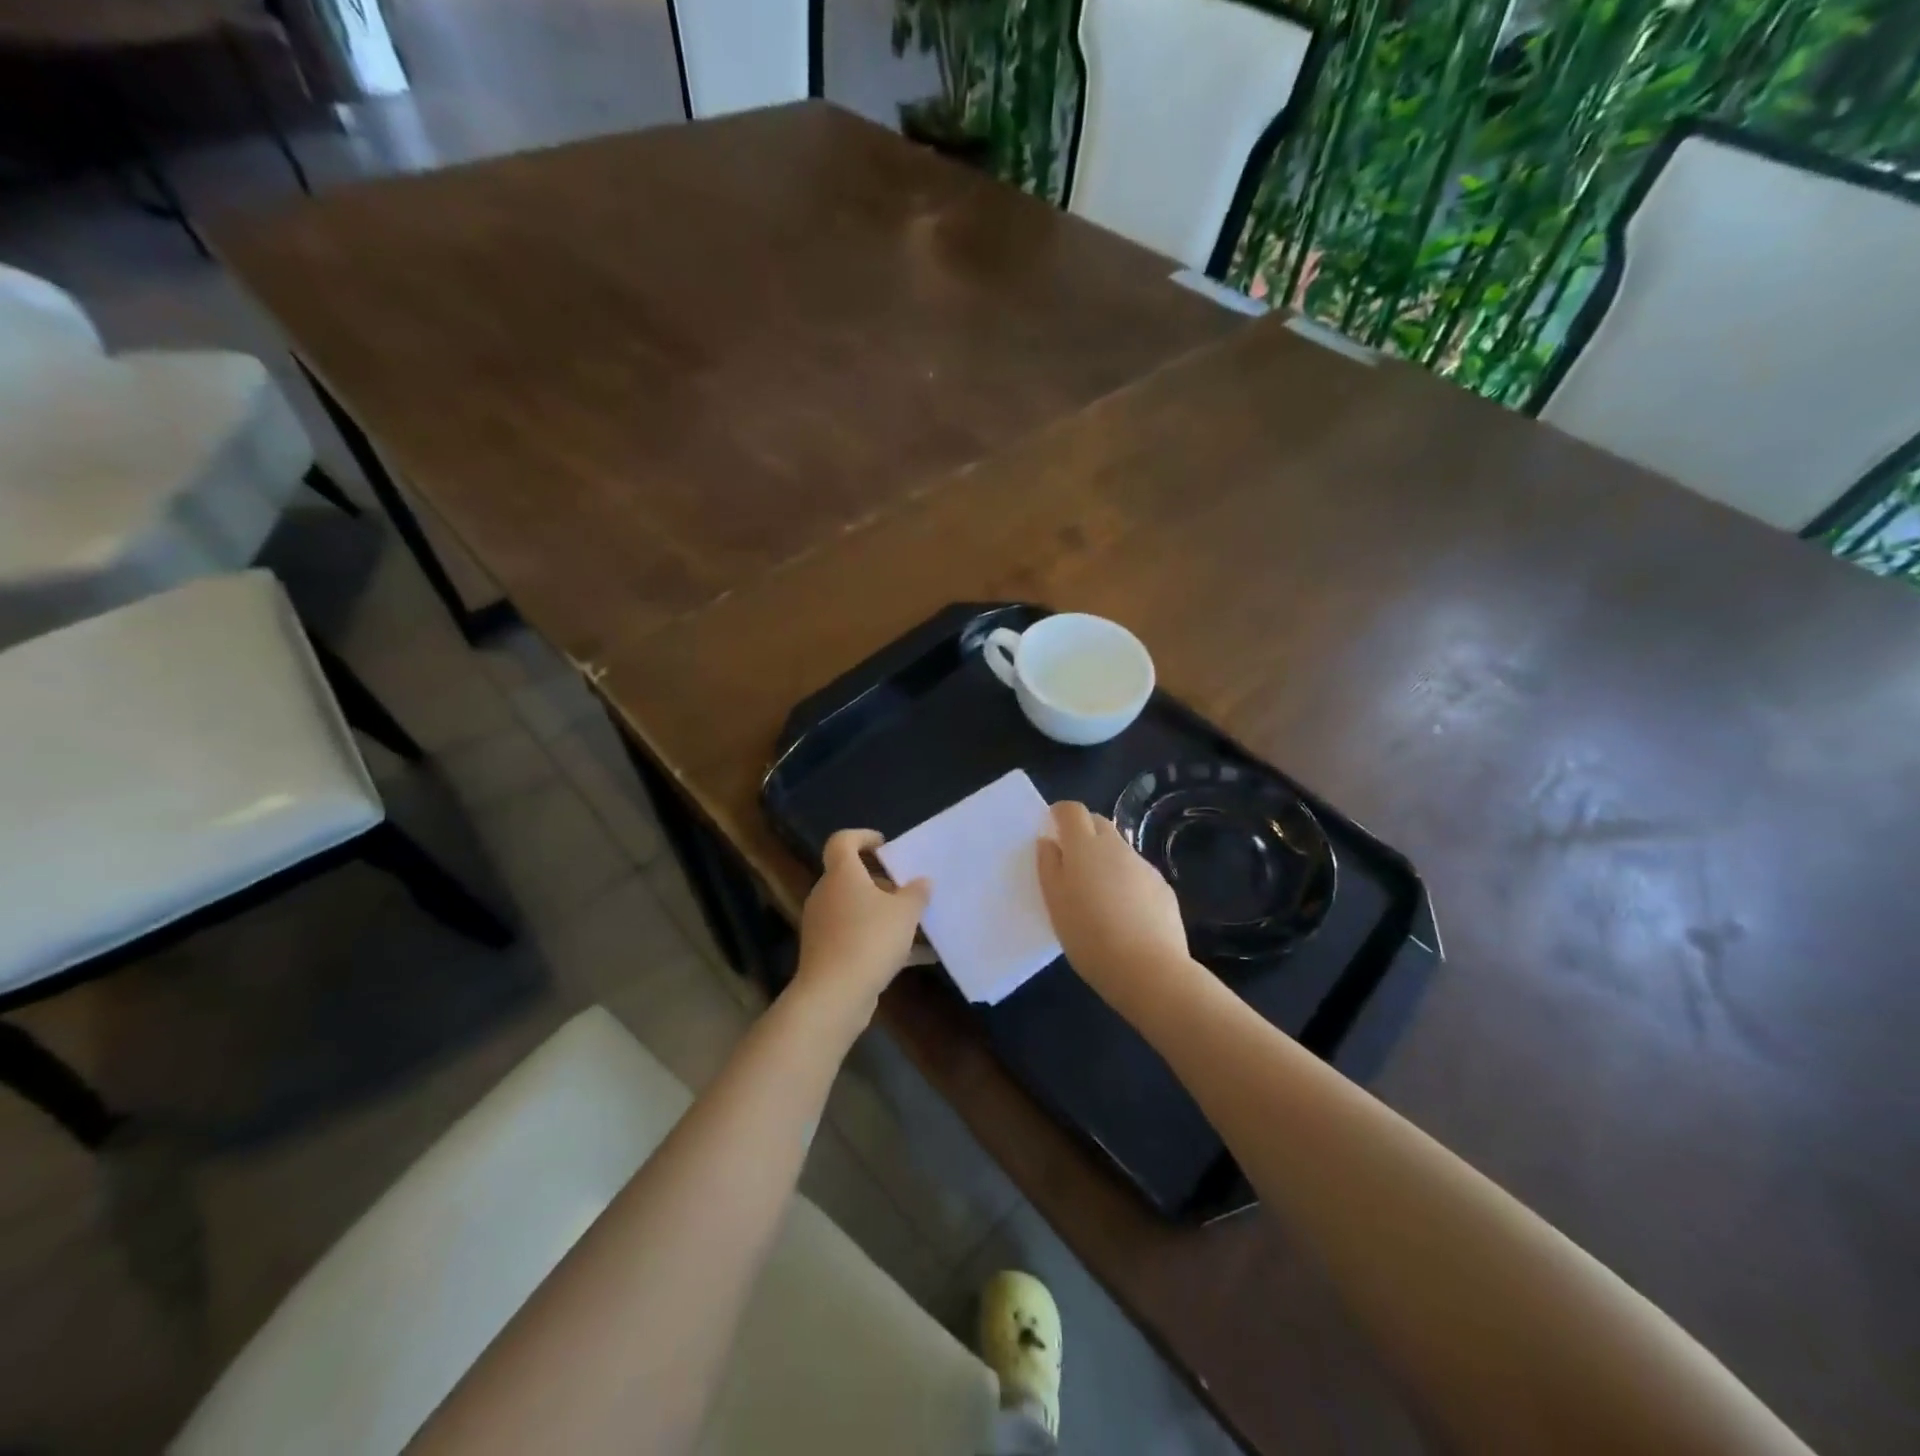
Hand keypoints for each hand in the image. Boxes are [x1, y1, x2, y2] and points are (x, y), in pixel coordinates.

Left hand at [793, 829, 929, 1018]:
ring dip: (883, 913)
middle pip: (852, 877)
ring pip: (856, 909)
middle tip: (909, 890)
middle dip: (882, 882)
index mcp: (842, 874)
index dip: (862, 837)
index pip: (842, 841)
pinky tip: (912, 957)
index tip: (885, 846)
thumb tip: (922, 882)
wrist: (834, 994)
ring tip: (916, 925)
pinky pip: (856, 936)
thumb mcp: (905, 912)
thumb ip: (917, 893)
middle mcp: (827, 894)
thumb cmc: (870, 939)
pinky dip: (879, 940)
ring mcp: (823, 925)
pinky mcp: (826, 952)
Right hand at [1036, 802, 1194, 1009]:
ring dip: (1105, 860)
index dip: (1060, 814)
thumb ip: (1049, 866)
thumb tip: (1049, 842)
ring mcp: (1144, 866)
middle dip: (1083, 833)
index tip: (1052, 830)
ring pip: (1119, 850)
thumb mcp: (1055, 903)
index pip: (1072, 810)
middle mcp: (1117, 847)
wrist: (1149, 970)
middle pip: (1098, 823)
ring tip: (1098, 896)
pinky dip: (1126, 882)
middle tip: (1071, 864)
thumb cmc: (1089, 936)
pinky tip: (1124, 915)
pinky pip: (1138, 874)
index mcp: (1085, 847)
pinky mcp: (1163, 888)